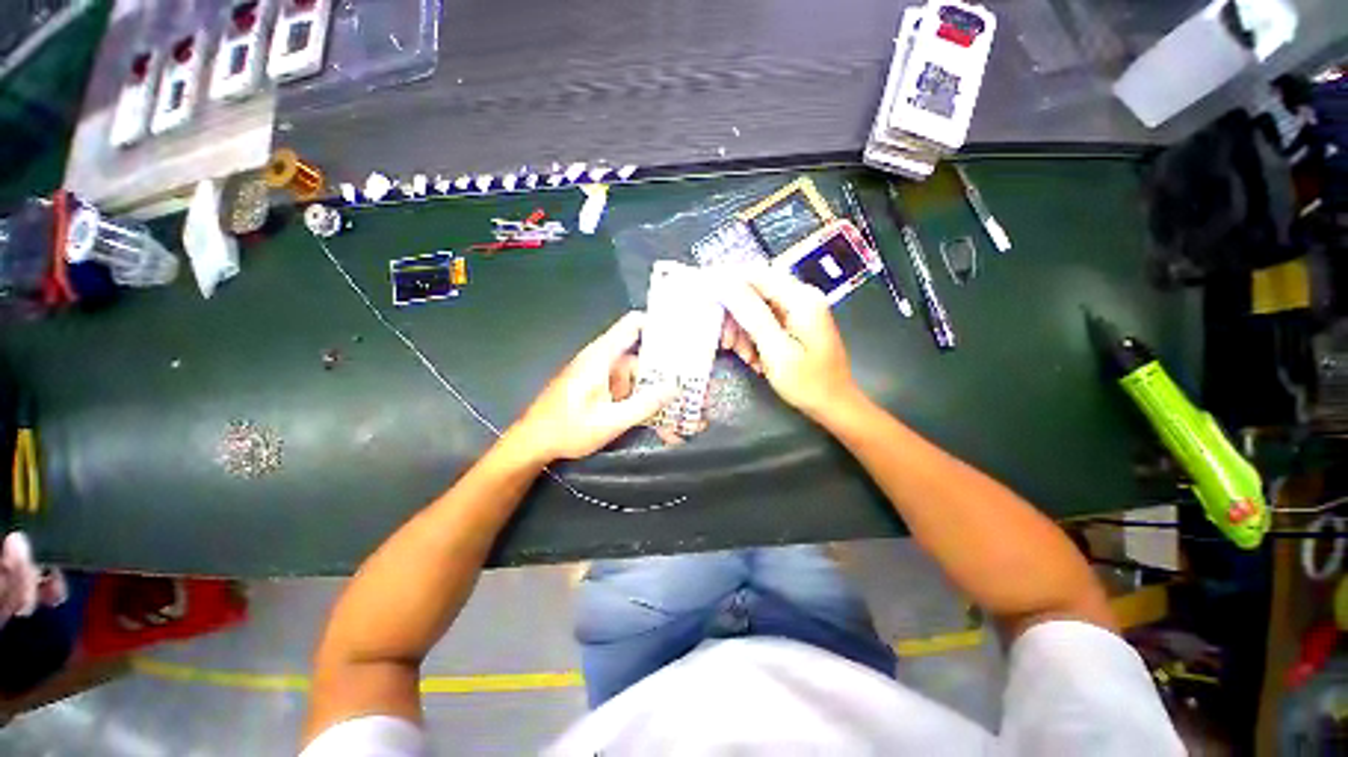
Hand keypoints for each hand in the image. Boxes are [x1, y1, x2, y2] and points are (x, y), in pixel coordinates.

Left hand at [507, 312, 673, 462]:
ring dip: (656, 390)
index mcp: (602, 357)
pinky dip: (642, 400)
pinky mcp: (600, 389)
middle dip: (666, 369)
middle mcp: (603, 361)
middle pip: (641, 355)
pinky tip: (659, 419)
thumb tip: (675, 386)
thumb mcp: (610, 421)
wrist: (533, 443)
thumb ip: (644, 404)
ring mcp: (602, 375)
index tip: (684, 333)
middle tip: (694, 382)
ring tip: (682, 406)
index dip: (659, 323)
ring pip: (637, 375)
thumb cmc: (567, 430)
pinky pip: (627, 389)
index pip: (633, 325)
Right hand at [717, 267, 858, 421]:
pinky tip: (755, 359)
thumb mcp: (776, 351)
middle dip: (736, 316)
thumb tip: (726, 285)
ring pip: (756, 308)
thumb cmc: (807, 382)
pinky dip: (754, 338)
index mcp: (801, 298)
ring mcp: (799, 310)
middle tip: (727, 343)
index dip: (727, 283)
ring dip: (744, 331)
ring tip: (745, 357)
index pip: (755, 274)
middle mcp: (801, 297)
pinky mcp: (795, 323)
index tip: (705, 299)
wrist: (835, 405)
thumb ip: (752, 315)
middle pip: (755, 291)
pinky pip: (765, 321)